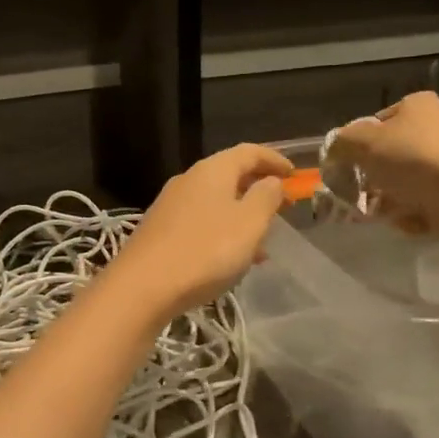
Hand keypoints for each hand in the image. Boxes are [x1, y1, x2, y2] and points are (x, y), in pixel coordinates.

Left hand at [106, 143, 292, 318]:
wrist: (142, 286)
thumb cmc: (205, 251)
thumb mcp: (249, 223)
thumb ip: (266, 197)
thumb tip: (271, 181)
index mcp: (212, 170)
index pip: (249, 152)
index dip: (275, 160)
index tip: (296, 176)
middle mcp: (188, 180)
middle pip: (230, 175)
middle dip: (258, 190)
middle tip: (282, 208)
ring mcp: (170, 205)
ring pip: (216, 202)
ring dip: (242, 216)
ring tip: (263, 243)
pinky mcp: (160, 231)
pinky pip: (201, 223)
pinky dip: (223, 233)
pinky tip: (232, 260)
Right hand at [327, 92, 438, 236]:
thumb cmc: (415, 159)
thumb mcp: (363, 143)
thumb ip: (341, 144)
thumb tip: (334, 150)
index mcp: (416, 107)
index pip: (375, 123)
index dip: (356, 146)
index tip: (345, 168)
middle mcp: (437, 129)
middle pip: (389, 156)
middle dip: (371, 179)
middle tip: (357, 196)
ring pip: (404, 183)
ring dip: (389, 200)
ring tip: (383, 213)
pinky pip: (425, 205)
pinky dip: (413, 216)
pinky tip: (412, 221)